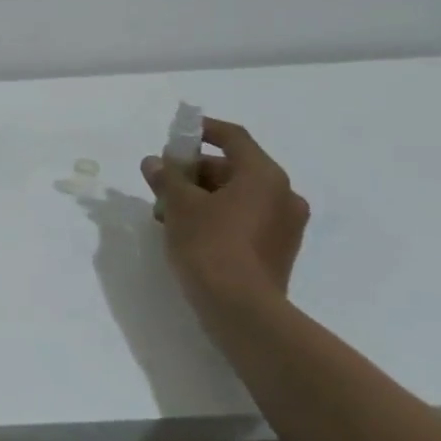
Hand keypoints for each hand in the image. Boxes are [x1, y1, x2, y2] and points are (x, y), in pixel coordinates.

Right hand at [141, 117, 308, 308]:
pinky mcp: (279, 251)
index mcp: (264, 176)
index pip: (233, 138)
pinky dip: (219, 217)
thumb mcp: (179, 205)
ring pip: (239, 196)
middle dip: (195, 172)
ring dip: (204, 197)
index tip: (178, 135)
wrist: (241, 309)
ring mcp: (285, 226)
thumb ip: (167, 177)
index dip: (203, 130)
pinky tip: (189, 232)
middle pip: (234, 168)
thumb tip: (155, 163)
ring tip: (168, 213)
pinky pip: (246, 220)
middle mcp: (283, 195)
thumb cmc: (210, 245)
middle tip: (163, 183)